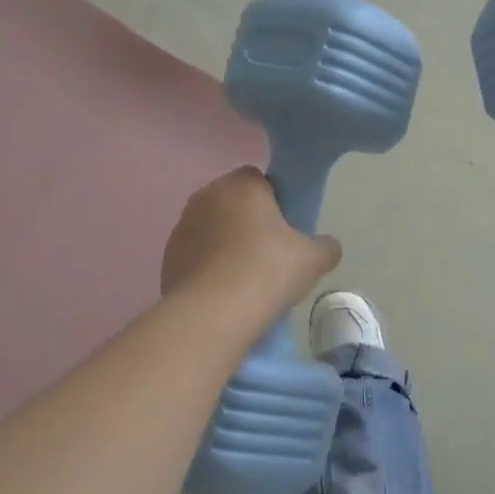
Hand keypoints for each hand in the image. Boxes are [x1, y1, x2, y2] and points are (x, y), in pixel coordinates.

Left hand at [162, 167, 341, 317]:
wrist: (213, 314)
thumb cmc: (268, 271)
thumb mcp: (314, 259)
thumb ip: (326, 246)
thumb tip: (327, 246)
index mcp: (241, 185)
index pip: (260, 179)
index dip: (276, 201)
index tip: (287, 229)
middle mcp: (206, 196)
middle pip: (234, 202)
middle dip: (250, 222)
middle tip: (271, 254)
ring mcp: (182, 227)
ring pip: (213, 228)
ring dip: (227, 244)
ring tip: (246, 278)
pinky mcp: (168, 257)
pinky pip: (196, 254)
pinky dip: (209, 266)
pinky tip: (224, 292)